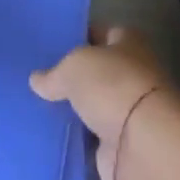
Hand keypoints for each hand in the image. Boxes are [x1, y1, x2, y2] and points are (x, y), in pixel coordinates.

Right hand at [31, 26, 179, 179]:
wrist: (143, 147)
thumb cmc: (112, 87)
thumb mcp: (73, 66)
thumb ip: (54, 72)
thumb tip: (37, 80)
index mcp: (128, 42)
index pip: (99, 32)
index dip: (76, 35)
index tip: (48, 43)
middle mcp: (132, 73)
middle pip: (96, 70)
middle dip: (71, 75)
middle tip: (37, 76)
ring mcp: (127, 111)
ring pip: (92, 103)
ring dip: (73, 108)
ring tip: (36, 104)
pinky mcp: (120, 144)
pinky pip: (90, 135)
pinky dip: (75, 136)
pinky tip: (48, 132)